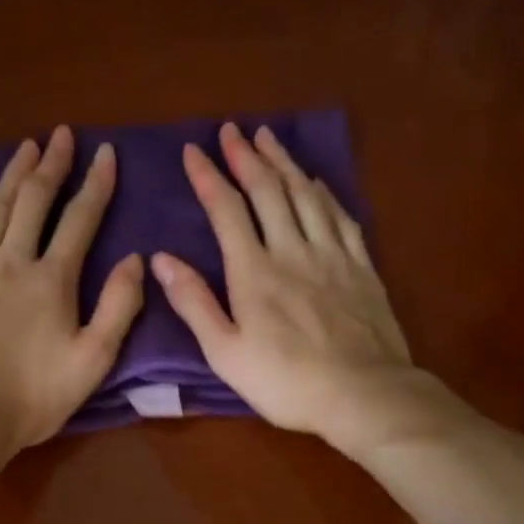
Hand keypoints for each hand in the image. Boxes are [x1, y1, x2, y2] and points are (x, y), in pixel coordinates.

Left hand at [0, 126, 143, 449]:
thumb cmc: (33, 397)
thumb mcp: (93, 361)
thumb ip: (118, 307)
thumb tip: (136, 259)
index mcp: (53, 280)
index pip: (80, 219)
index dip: (96, 184)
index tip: (106, 152)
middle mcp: (12, 261)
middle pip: (33, 200)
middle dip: (51, 165)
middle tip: (61, 135)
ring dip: (12, 175)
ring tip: (25, 148)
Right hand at [152, 122, 419, 450]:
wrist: (363, 394)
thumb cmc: (286, 382)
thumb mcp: (225, 353)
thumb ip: (194, 303)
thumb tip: (160, 259)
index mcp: (254, 272)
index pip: (227, 210)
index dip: (209, 177)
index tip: (193, 151)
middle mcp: (292, 250)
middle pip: (268, 191)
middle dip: (246, 157)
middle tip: (232, 130)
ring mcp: (332, 255)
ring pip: (305, 195)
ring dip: (284, 163)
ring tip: (269, 138)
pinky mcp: (362, 267)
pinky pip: (341, 217)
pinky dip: (325, 193)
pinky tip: (317, 182)